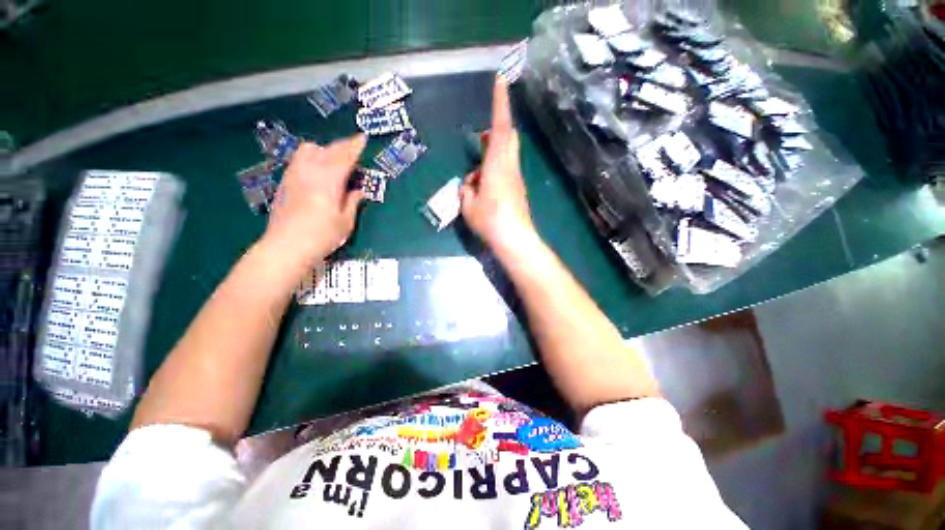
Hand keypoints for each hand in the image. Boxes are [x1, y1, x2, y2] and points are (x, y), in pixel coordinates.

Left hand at [263, 135, 366, 268]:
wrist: (286, 246)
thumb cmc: (322, 236)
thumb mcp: (345, 221)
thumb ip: (352, 202)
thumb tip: (358, 191)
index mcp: (329, 180)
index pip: (344, 156)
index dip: (355, 146)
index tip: (363, 138)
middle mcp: (310, 172)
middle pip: (327, 150)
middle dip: (342, 146)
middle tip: (353, 147)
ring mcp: (294, 175)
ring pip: (309, 150)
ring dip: (325, 149)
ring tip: (334, 159)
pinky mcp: (285, 182)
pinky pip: (299, 159)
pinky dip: (312, 157)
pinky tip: (317, 169)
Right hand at [460, 77, 535, 253]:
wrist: (515, 239)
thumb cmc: (490, 221)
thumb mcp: (468, 206)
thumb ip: (467, 191)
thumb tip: (470, 185)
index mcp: (497, 165)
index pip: (501, 127)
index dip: (501, 102)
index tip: (502, 79)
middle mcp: (510, 166)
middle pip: (508, 137)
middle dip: (496, 131)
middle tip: (481, 139)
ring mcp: (516, 178)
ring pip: (506, 154)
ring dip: (492, 156)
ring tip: (476, 175)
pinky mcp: (518, 189)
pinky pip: (506, 171)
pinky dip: (494, 172)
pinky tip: (483, 190)